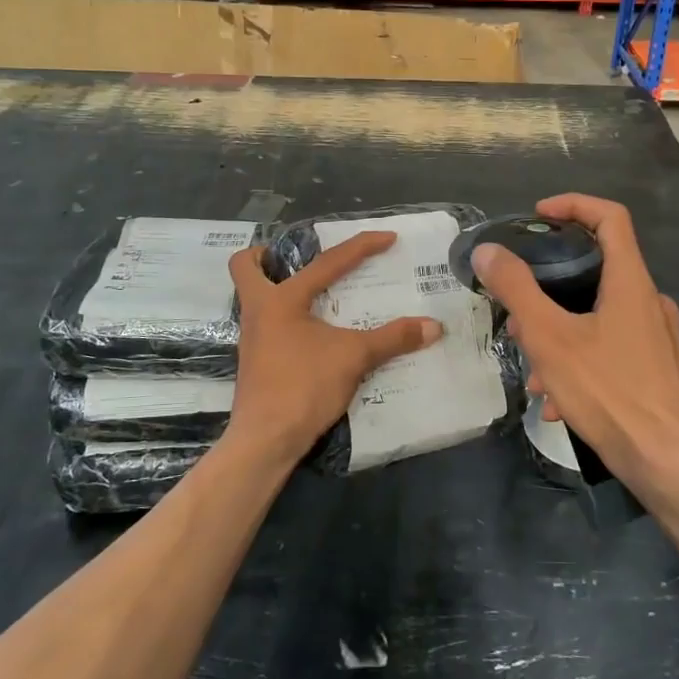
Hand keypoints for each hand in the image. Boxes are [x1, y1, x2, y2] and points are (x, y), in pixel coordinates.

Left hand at [226, 232, 440, 461]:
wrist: (265, 440)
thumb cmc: (303, 386)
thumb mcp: (354, 357)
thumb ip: (393, 338)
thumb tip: (433, 326)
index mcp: (280, 299)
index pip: (327, 262)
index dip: (361, 246)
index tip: (388, 238)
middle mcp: (258, 311)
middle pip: (245, 267)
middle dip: (267, 255)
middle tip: (300, 258)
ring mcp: (252, 337)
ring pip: (254, 298)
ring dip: (278, 287)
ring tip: (316, 293)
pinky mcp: (256, 361)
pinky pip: (267, 325)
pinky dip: (287, 319)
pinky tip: (314, 333)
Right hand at [472, 195, 678, 486]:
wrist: (666, 463)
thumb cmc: (608, 391)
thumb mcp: (549, 337)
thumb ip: (516, 289)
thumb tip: (488, 251)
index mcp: (631, 281)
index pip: (610, 217)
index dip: (573, 205)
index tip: (538, 216)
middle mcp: (650, 301)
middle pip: (597, 268)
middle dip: (550, 287)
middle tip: (519, 311)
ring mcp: (657, 337)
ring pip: (598, 315)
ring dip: (560, 333)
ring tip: (533, 370)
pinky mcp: (657, 368)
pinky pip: (610, 348)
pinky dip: (579, 360)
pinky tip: (557, 400)